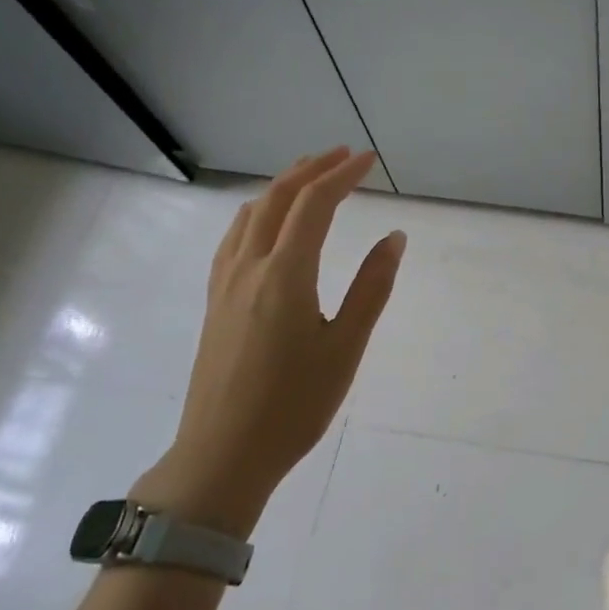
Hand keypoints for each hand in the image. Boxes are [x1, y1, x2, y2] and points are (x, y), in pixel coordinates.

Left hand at [138, 148, 404, 535]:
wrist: (222, 454)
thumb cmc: (294, 405)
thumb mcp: (345, 347)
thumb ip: (371, 288)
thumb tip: (394, 238)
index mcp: (284, 275)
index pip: (314, 205)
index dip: (343, 175)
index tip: (370, 160)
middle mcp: (248, 268)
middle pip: (277, 199)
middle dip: (311, 169)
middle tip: (344, 155)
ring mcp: (224, 283)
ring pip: (249, 214)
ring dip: (281, 186)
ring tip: (309, 176)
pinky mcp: (214, 301)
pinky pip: (234, 237)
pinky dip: (257, 212)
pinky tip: (267, 223)